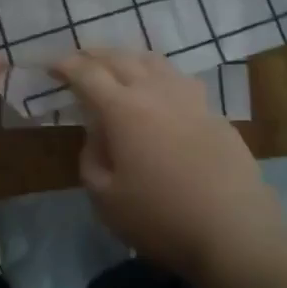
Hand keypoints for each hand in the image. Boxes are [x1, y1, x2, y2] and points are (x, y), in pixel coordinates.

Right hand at [53, 48, 284, 285]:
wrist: (235, 232)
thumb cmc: (162, 219)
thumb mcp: (106, 199)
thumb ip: (91, 158)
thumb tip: (97, 133)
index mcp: (123, 109)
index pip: (87, 74)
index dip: (66, 66)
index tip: (51, 67)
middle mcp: (155, 91)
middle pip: (119, 58)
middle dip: (93, 55)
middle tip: (78, 61)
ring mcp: (189, 97)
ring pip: (153, 61)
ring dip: (127, 58)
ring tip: (116, 66)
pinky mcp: (213, 111)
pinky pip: (178, 79)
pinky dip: (157, 75)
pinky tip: (158, 90)